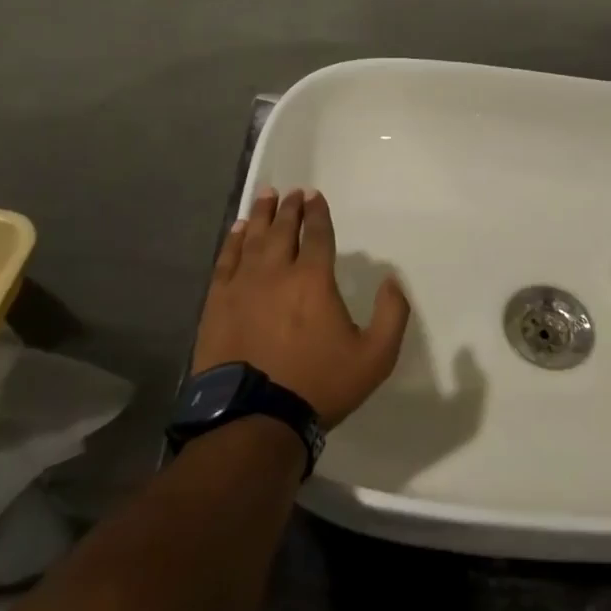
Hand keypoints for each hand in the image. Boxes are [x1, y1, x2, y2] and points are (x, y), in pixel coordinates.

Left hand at [194, 187, 409, 426]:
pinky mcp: (218, 303)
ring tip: (265, 196)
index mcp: (314, 280)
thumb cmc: (319, 386)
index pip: (317, 235)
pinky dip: (232, 242)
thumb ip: (391, 315)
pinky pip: (226, 261)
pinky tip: (236, 231)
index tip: (314, 196)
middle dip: (288, 208)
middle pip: (282, 229)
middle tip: (290, 192)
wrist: (255, 418)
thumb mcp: (375, 357)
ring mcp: (243, 286)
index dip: (317, 213)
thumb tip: (392, 281)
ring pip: (252, 239)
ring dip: (260, 215)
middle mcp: (277, 272)